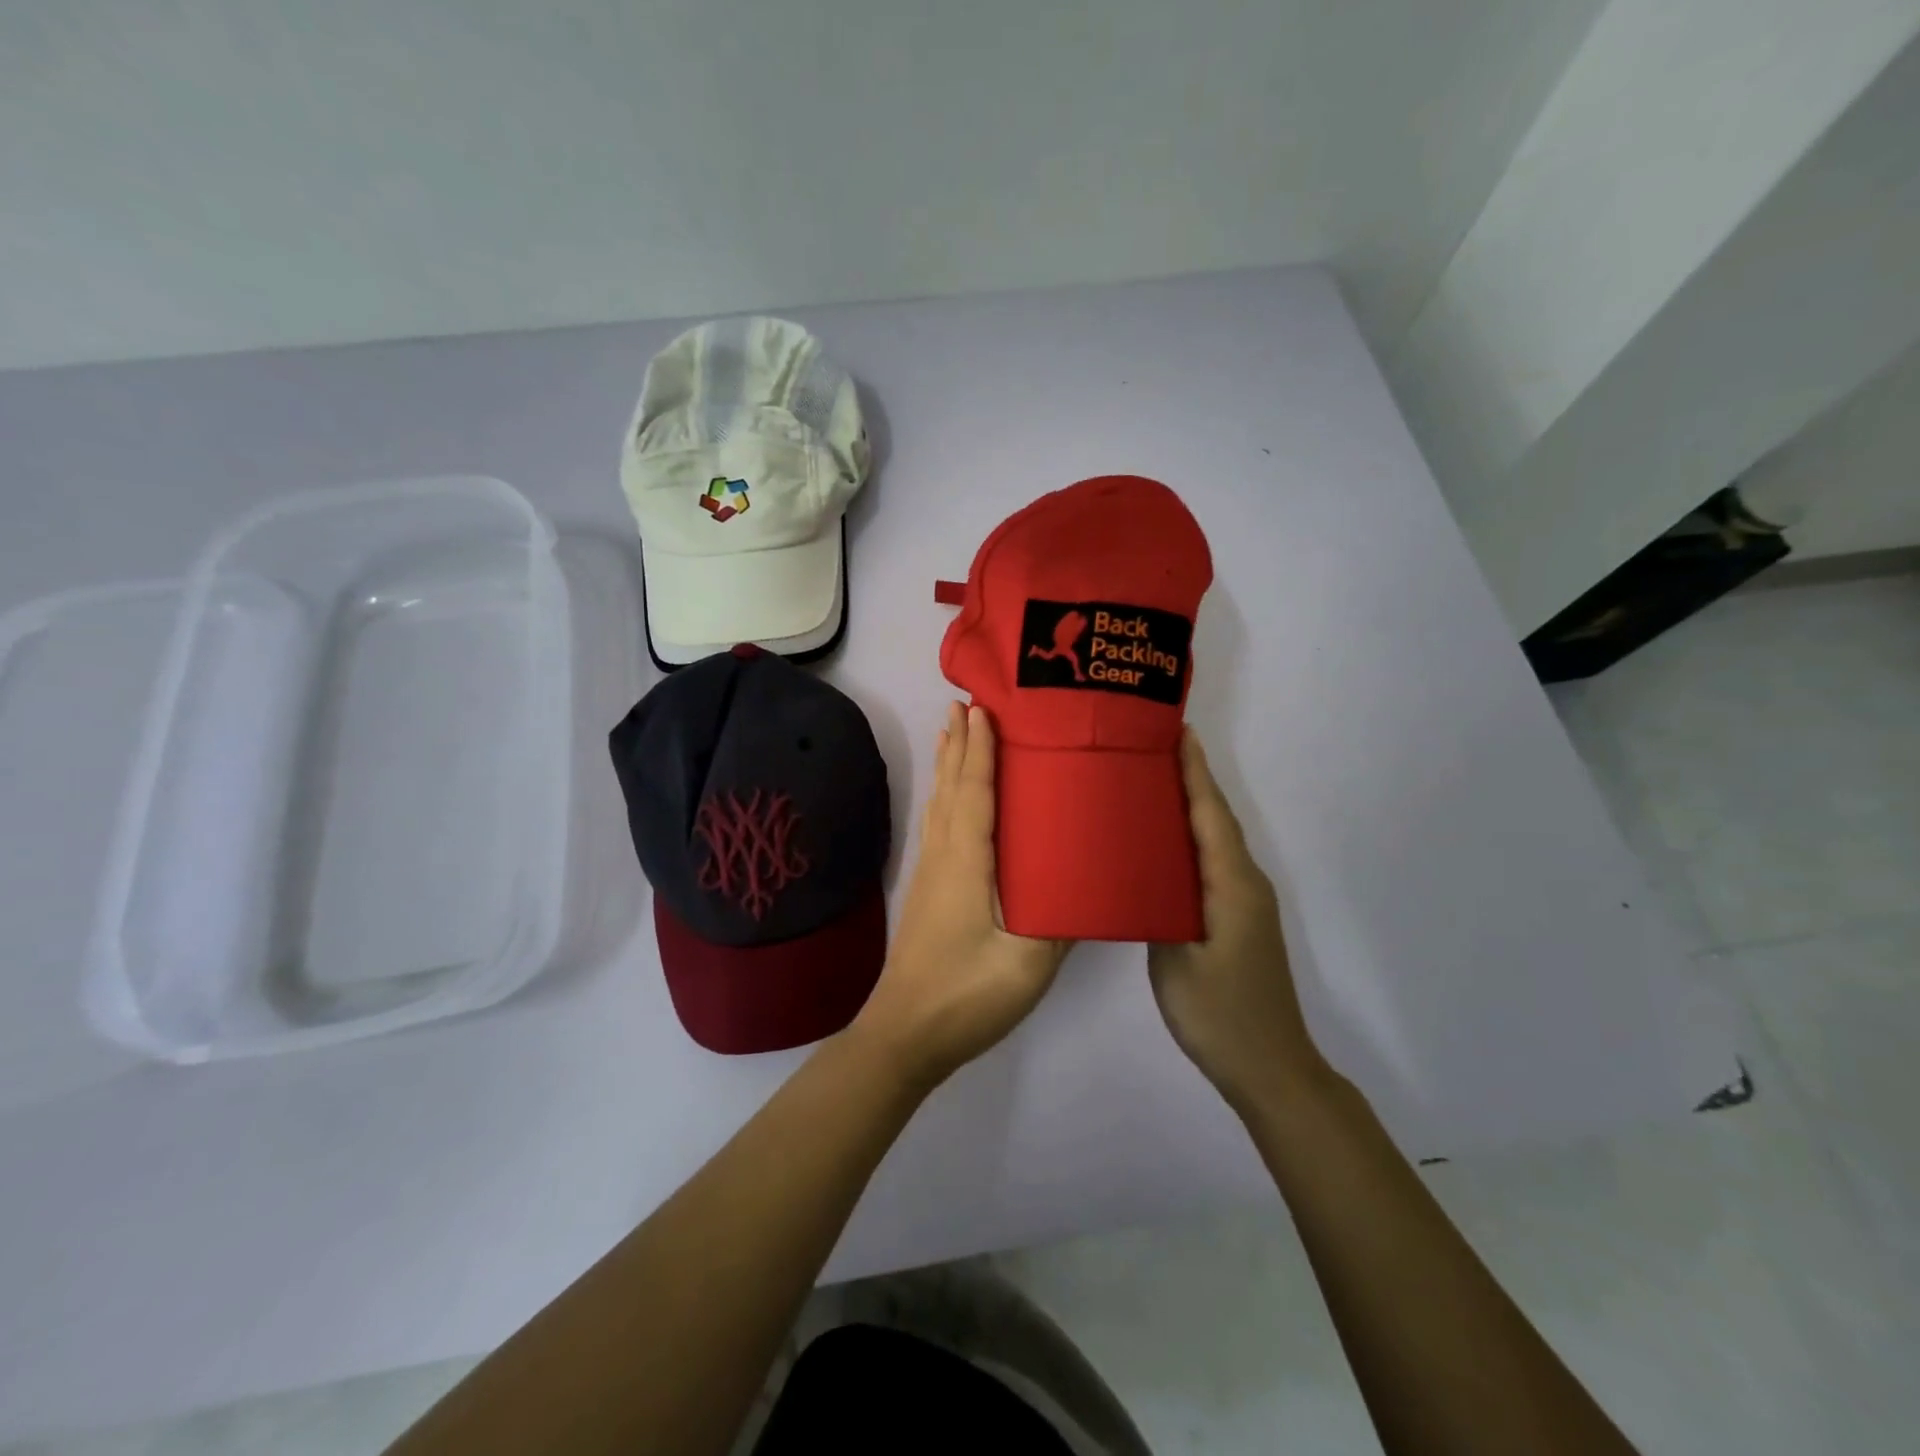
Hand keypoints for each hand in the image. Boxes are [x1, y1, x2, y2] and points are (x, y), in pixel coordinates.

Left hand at [851, 703, 1071, 1089]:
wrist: (904, 1034)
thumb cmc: (966, 995)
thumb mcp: (1027, 964)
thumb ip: (1060, 921)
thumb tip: (1089, 883)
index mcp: (967, 863)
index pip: (974, 791)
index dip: (980, 749)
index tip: (983, 708)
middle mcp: (944, 856)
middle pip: (950, 787)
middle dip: (958, 743)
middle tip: (965, 703)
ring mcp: (931, 874)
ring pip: (940, 804)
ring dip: (949, 765)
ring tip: (954, 732)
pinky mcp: (929, 891)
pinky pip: (939, 825)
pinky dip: (946, 796)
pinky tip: (952, 801)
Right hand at [1148, 731, 1323, 1111]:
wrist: (1270, 1068)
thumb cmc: (1219, 1013)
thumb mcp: (1175, 960)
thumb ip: (1157, 908)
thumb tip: (1140, 872)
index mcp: (1231, 886)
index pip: (1211, 815)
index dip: (1195, 772)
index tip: (1177, 732)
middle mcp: (1245, 884)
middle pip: (1216, 819)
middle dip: (1190, 779)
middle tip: (1150, 748)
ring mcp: (1245, 903)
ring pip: (1215, 841)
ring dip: (1190, 807)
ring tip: (1150, 783)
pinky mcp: (1238, 919)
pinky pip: (1213, 863)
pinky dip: (1191, 840)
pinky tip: (1162, 843)